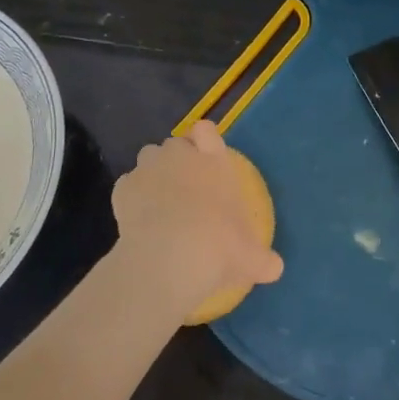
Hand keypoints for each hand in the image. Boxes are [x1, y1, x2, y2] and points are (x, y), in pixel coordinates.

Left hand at [112, 120, 282, 314]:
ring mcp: (149, 169)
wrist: (171, 256)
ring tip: (158, 201)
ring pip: (148, 157)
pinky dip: (131, 197)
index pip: (207, 131)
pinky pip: (127, 185)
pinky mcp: (122, 188)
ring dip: (153, 173)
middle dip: (177, 159)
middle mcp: (181, 156)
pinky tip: (138, 219)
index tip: (205, 158)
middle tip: (184, 188)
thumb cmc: (220, 246)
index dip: (204, 141)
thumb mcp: (251, 258)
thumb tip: (276, 268)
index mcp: (215, 162)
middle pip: (175, 144)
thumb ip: (263, 260)